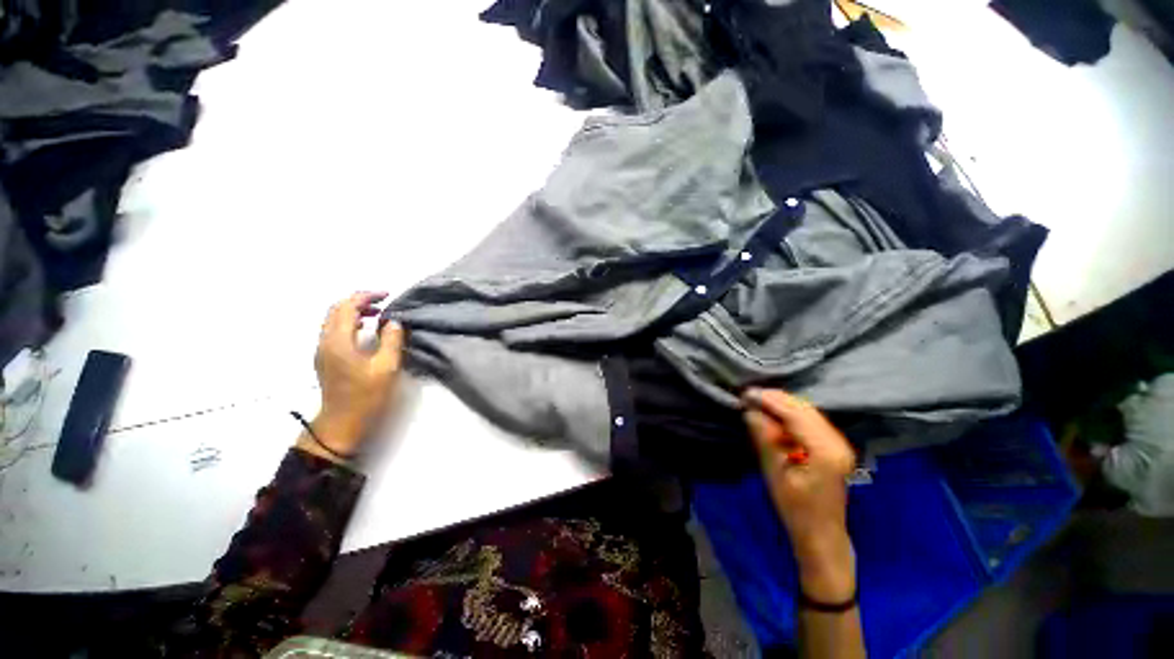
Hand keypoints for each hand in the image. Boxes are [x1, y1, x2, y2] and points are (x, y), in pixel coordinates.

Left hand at [309, 292, 404, 457]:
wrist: (341, 423)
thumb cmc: (366, 396)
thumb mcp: (386, 368)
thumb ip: (391, 341)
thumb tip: (394, 322)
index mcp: (338, 341)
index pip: (347, 307)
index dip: (366, 296)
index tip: (388, 295)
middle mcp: (325, 341)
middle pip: (336, 310)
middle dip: (359, 301)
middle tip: (383, 303)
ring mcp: (323, 350)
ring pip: (333, 320)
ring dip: (354, 312)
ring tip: (377, 315)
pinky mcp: (325, 359)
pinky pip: (334, 331)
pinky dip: (349, 323)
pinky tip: (365, 331)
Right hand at [743, 388, 856, 601]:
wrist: (821, 534)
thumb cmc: (796, 508)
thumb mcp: (775, 473)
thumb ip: (765, 438)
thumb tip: (750, 410)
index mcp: (825, 451)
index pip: (796, 414)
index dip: (770, 400)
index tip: (747, 393)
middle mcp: (837, 442)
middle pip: (804, 409)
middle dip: (776, 399)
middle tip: (749, 395)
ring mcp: (839, 443)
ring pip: (808, 412)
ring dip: (782, 404)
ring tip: (758, 401)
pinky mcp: (834, 445)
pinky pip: (811, 419)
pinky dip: (791, 413)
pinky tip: (775, 413)